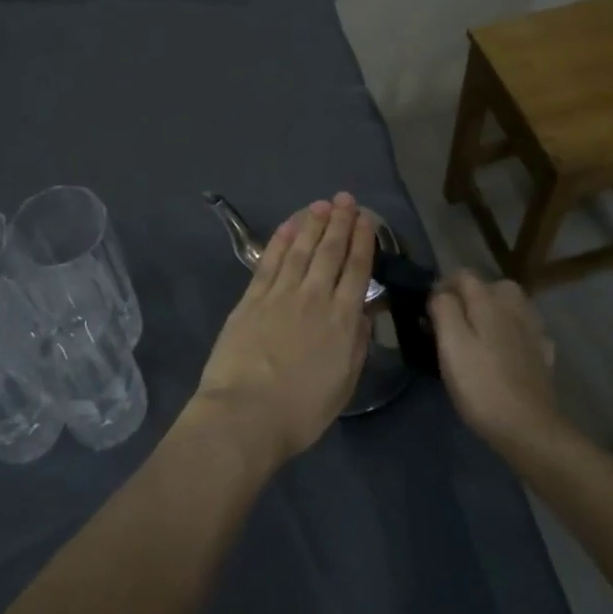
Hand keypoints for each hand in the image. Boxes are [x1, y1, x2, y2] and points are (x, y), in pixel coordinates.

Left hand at [191, 193, 374, 467]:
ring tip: (321, 204)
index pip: (356, 270)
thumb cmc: (301, 410)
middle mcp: (313, 297)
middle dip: (340, 223)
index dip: (363, 242)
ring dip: (312, 224)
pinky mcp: (251, 298)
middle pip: (330, 252)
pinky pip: (269, 261)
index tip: (366, 220)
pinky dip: (280, 240)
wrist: (246, 413)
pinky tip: (288, 226)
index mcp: (341, 320)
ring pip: (300, 249)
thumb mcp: (344, 384)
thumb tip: (364, 312)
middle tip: (346, 200)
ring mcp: (280, 294)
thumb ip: (356, 343)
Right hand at [429, 271, 560, 455]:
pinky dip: (513, 333)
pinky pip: (525, 331)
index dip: (443, 286)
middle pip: (492, 287)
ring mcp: (533, 332)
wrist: (528, 428)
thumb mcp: (450, 343)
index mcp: (489, 302)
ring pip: (511, 307)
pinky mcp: (543, 355)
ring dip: (493, 312)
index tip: (428, 311)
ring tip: (477, 335)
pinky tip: (504, 351)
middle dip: (471, 296)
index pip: (464, 275)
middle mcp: (515, 308)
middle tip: (453, 321)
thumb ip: (443, 309)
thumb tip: (441, 293)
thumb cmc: (480, 384)